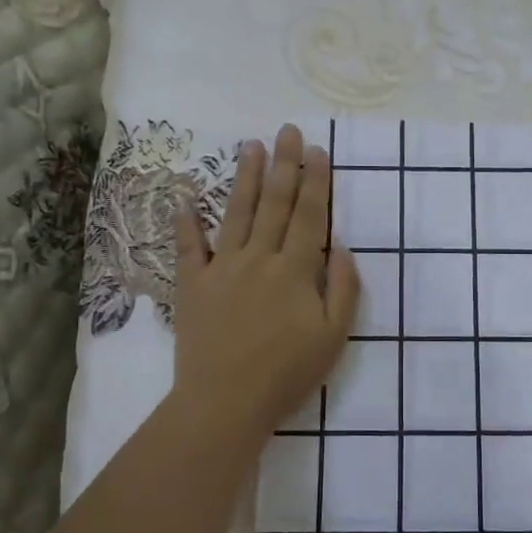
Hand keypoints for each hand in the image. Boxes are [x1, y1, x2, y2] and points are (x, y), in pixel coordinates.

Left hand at [172, 125, 359, 443]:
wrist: (225, 402)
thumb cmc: (287, 374)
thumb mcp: (333, 337)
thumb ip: (344, 290)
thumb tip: (344, 249)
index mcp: (296, 270)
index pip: (310, 216)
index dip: (316, 182)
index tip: (318, 151)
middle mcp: (259, 258)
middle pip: (275, 204)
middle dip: (284, 165)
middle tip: (287, 130)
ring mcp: (222, 268)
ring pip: (237, 213)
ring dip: (246, 178)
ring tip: (251, 145)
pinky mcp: (193, 285)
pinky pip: (189, 246)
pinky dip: (187, 221)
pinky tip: (186, 196)